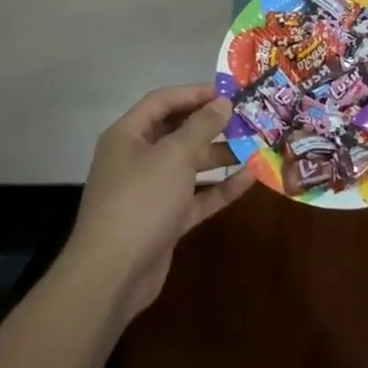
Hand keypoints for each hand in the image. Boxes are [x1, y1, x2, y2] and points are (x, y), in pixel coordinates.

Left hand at [64, 84, 256, 319]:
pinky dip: (218, 188)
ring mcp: (150, 191)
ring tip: (255, 146)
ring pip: (188, 165)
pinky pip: (195, 196)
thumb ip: (201, 126)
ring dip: (219, 156)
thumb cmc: (141, 200)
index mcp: (128, 135)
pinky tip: (249, 179)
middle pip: (176, 132)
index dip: (194, 93)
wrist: (112, 275)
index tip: (229, 92)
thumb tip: (223, 102)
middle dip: (211, 125)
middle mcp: (136, 158)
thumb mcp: (174, 156)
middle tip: (247, 119)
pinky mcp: (163, 221)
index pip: (162, 101)